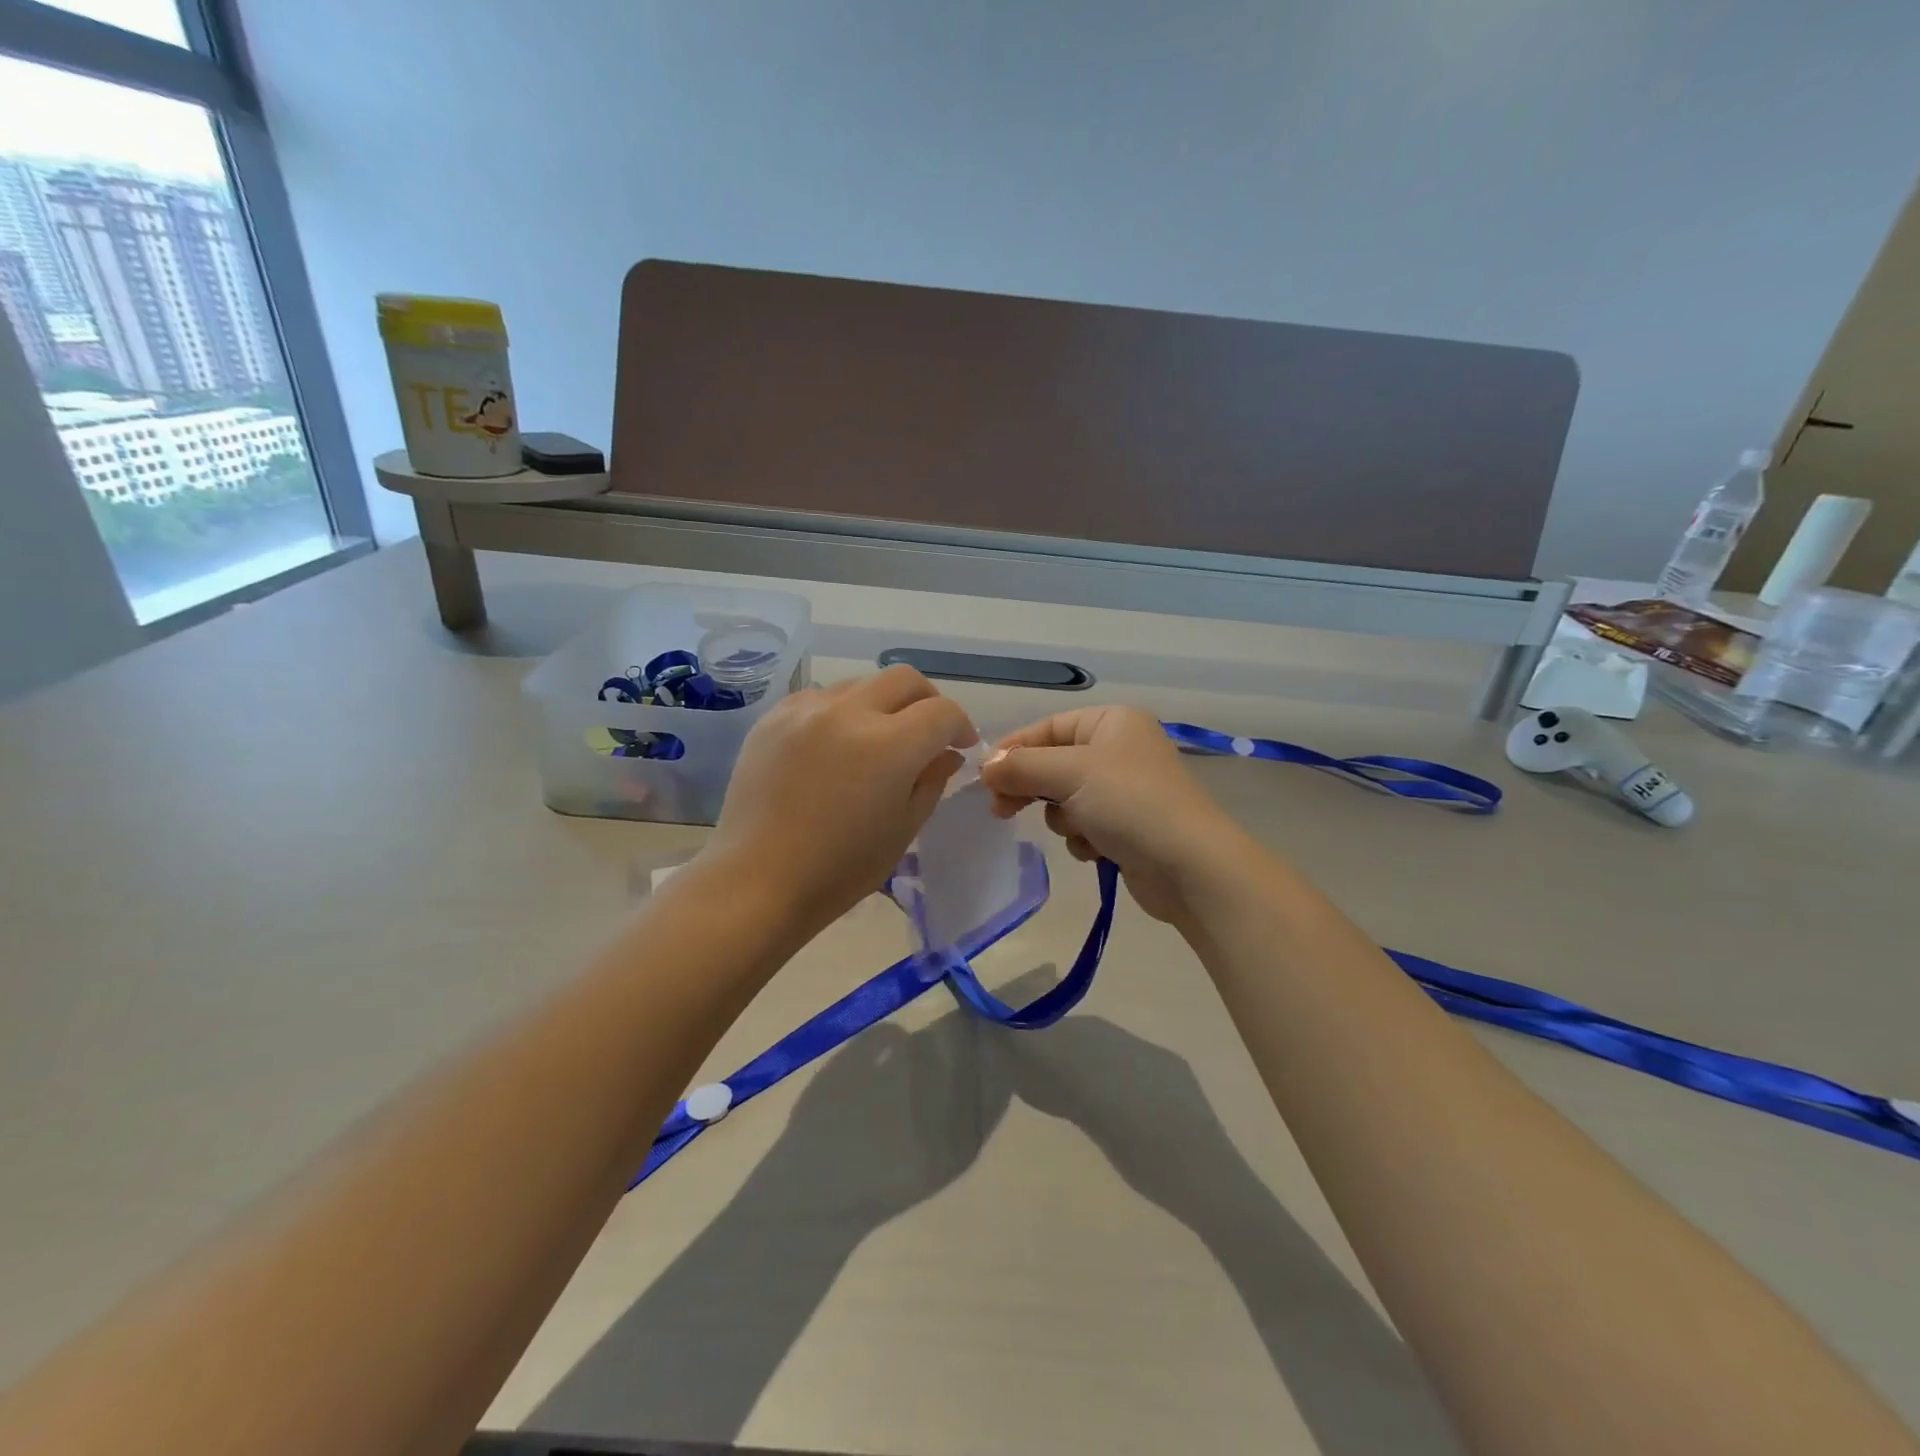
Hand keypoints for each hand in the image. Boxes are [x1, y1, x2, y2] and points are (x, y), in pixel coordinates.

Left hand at [704, 666, 975, 935]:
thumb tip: (946, 754)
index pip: (941, 712)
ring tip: (876, 740)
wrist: (758, 880)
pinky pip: (819, 698)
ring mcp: (806, 710)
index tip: (960, 745)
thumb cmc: (840, 868)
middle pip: (904, 679)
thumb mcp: (903, 829)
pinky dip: (840, 712)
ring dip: (881, 704)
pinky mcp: (773, 718)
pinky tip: (833, 744)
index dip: (960, 725)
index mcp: (890, 745)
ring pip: (860, 684)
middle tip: (928, 732)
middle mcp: (849, 712)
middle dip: (926, 700)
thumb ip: (931, 781)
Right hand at [979, 705, 1244, 922]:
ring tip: (1079, 831)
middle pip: (1053, 764)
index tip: (983, 777)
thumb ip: (1022, 766)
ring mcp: (1124, 790)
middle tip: (1001, 810)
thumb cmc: (1130, 803)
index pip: (1048, 727)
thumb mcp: (1070, 773)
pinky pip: (1083, 825)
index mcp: (1112, 722)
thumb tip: (986, 767)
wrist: (1189, 866)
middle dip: (1031, 788)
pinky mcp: (1127, 826)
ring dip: (1062, 818)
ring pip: (1064, 799)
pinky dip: (1082, 838)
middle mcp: (1119, 749)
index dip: (1014, 750)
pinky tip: (1097, 850)